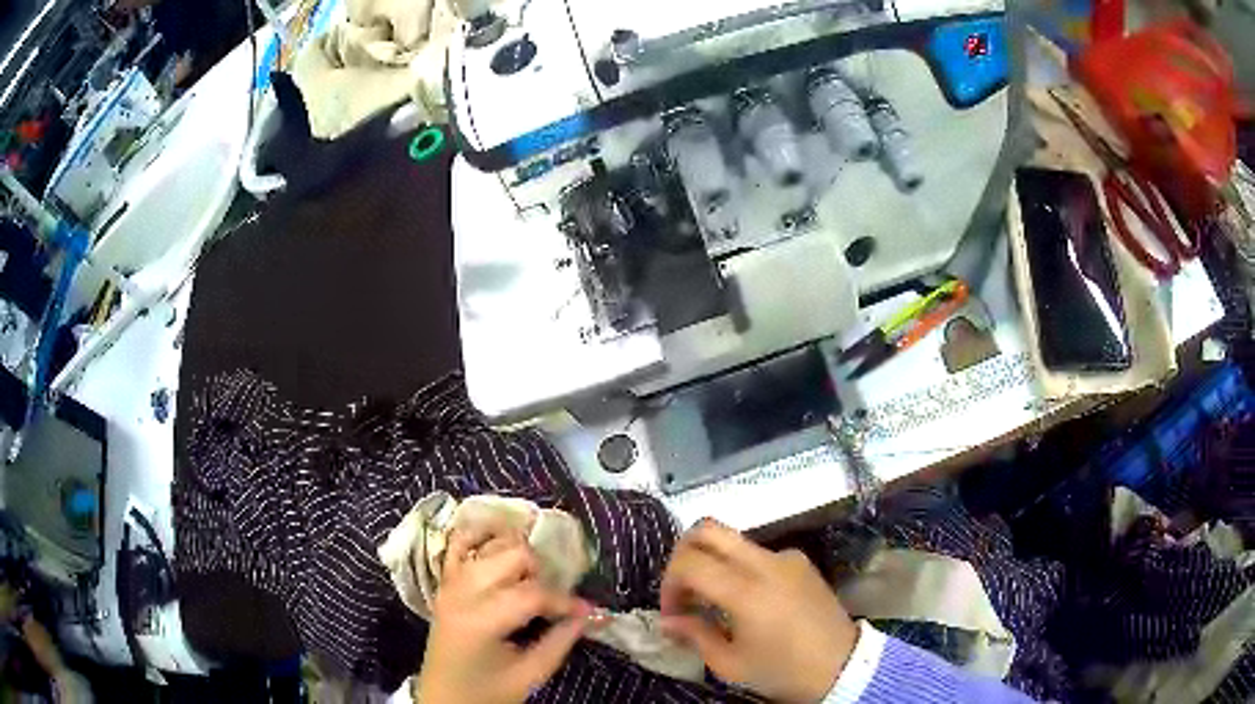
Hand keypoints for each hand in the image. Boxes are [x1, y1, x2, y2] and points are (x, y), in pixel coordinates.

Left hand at [416, 529, 591, 703]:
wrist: (444, 699)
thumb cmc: (487, 693)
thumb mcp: (530, 674)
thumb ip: (561, 641)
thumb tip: (594, 615)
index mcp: (480, 620)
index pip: (532, 593)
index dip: (565, 601)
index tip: (589, 612)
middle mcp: (461, 591)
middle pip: (512, 555)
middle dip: (541, 573)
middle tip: (554, 599)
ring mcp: (449, 583)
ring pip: (491, 544)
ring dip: (518, 556)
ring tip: (533, 581)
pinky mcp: (444, 583)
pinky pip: (460, 544)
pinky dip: (483, 537)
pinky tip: (503, 543)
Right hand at [660, 519, 857, 703]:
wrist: (842, 666)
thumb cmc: (782, 670)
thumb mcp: (730, 664)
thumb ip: (694, 635)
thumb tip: (667, 621)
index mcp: (745, 591)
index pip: (689, 562)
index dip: (668, 584)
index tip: (672, 612)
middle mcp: (765, 563)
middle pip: (708, 529)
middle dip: (683, 554)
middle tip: (682, 588)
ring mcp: (786, 557)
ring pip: (733, 538)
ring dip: (711, 560)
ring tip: (712, 599)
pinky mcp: (801, 561)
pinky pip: (758, 552)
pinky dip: (739, 567)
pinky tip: (746, 599)